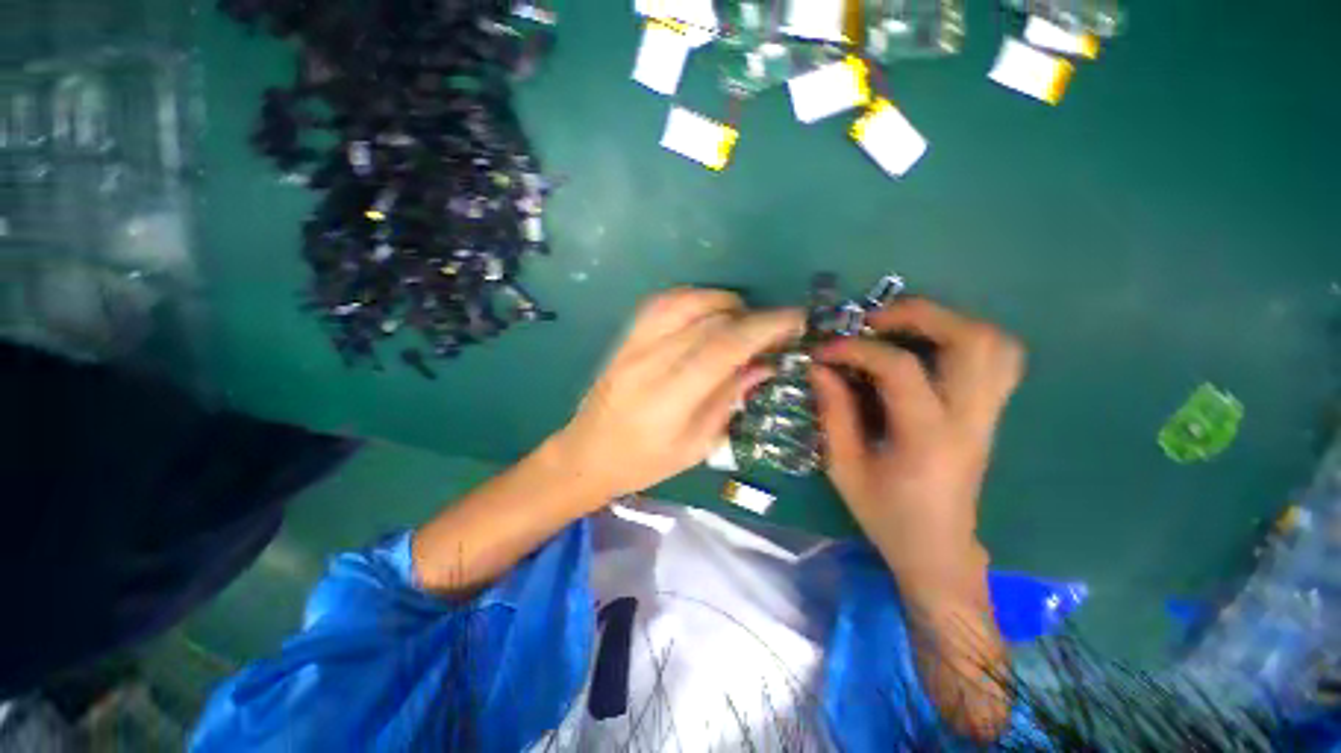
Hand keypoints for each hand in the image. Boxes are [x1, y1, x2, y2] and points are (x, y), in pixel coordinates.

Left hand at [552, 288, 803, 500]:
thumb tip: (764, 364)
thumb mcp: (696, 446)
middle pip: (708, 320)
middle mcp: (649, 362)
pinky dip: (691, 298)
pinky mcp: (624, 338)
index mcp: (669, 399)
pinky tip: (706, 311)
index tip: (795, 319)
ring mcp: (632, 345)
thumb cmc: (643, 464)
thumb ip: (729, 400)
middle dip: (751, 316)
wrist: (585, 454)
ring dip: (722, 301)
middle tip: (772, 328)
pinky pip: (660, 303)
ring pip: (684, 301)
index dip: (764, 328)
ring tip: (741, 318)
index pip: (724, 347)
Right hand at [812, 299, 1024, 582]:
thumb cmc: (886, 514)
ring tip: (901, 327)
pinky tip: (930, 347)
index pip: (901, 368)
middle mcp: (969, 418)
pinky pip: (1000, 360)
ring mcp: (988, 414)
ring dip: (947, 321)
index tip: (824, 350)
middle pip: (971, 340)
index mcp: (927, 437)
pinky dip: (967, 338)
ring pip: (996, 343)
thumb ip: (833, 413)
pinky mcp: (991, 414)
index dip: (857, 349)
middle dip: (918, 314)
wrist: (938, 549)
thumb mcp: (844, 467)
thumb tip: (820, 368)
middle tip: (872, 320)